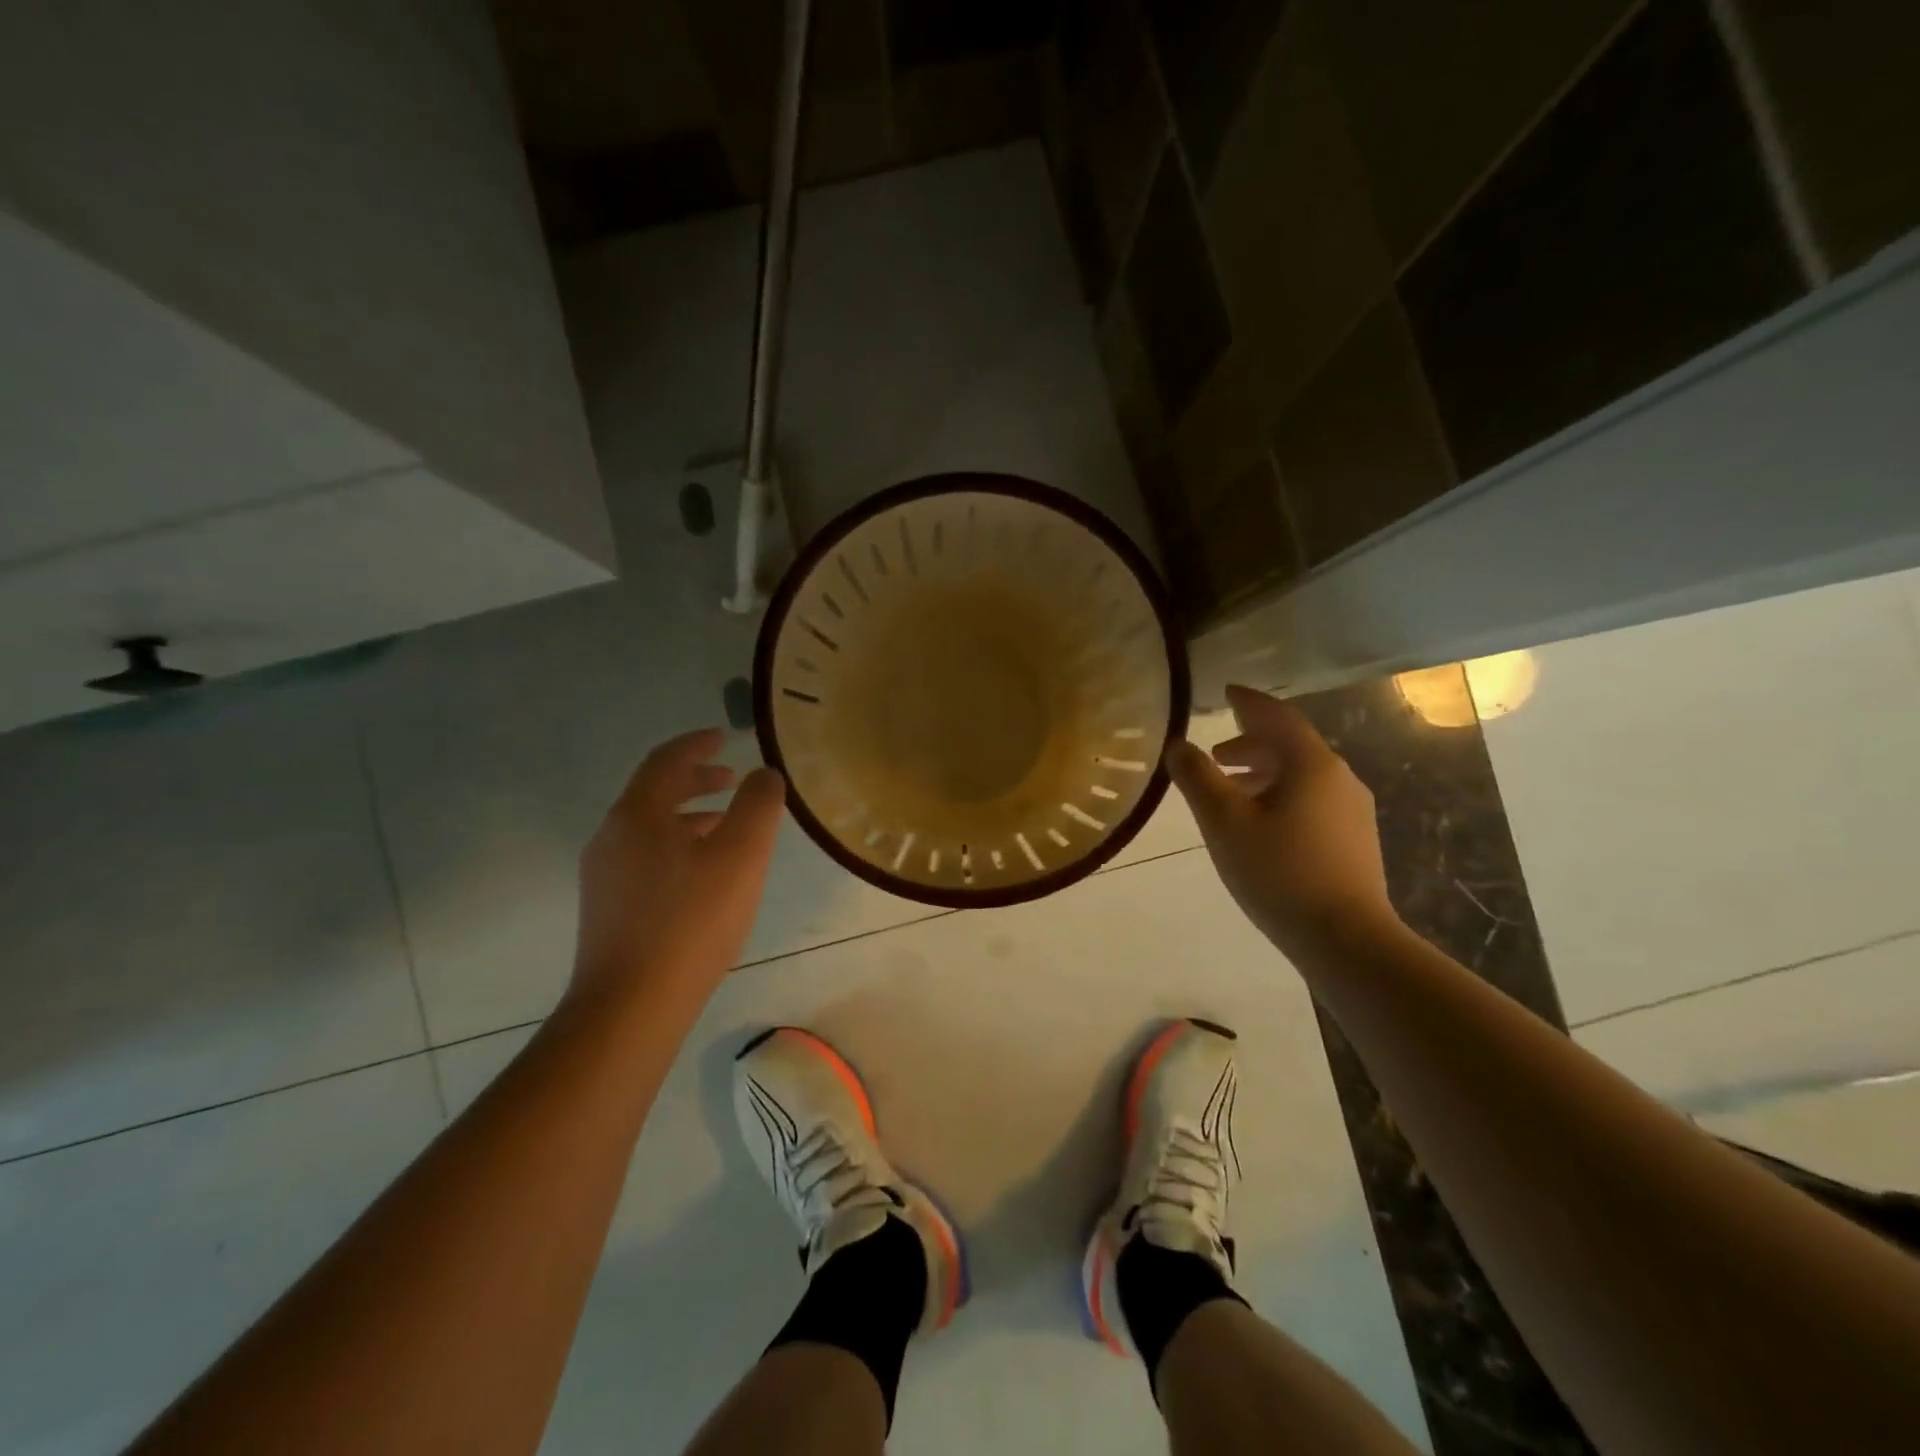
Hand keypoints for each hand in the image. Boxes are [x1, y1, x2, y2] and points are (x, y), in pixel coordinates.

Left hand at [570, 728, 784, 1011]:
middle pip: (654, 792)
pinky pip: (647, 858)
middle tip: (733, 780)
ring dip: (689, 816)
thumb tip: (764, 774)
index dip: (698, 744)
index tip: (725, 737)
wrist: (631, 1007)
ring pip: (651, 828)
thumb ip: (757, 806)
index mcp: (637, 815)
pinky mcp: (608, 910)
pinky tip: (705, 875)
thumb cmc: (690, 921)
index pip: (666, 760)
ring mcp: (604, 877)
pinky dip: (679, 846)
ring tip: (727, 826)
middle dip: (696, 780)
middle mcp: (612, 837)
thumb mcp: (740, 856)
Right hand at [1167, 685, 1397, 960]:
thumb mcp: (1224, 822)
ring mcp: (1352, 810)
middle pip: (1291, 745)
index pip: (1277, 716)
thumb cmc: (1278, 872)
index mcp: (1311, 764)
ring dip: (1264, 772)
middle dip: (1251, 743)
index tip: (1226, 692)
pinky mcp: (1355, 839)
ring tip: (1231, 790)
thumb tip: (1178, 745)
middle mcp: (1339, 777)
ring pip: (1302, 775)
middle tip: (1215, 755)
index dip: (1248, 701)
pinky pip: (1312, 798)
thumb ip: (1197, 778)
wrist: (1346, 938)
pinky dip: (1281, 794)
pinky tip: (1262, 823)